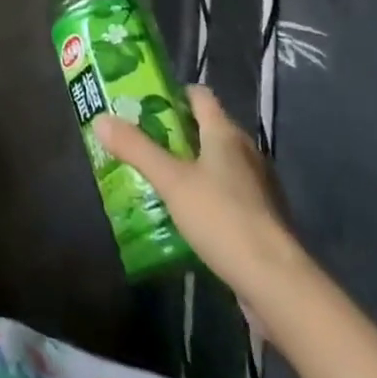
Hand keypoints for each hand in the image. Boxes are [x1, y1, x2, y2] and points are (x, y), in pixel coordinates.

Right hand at [94, 85, 303, 289]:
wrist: (276, 283)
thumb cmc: (222, 217)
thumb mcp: (170, 181)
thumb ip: (136, 149)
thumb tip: (100, 118)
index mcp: (224, 132)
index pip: (199, 96)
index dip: (175, 95)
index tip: (147, 104)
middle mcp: (245, 151)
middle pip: (209, 128)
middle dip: (178, 133)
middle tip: (145, 142)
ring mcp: (258, 186)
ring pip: (220, 163)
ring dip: (194, 167)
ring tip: (161, 179)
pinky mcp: (263, 219)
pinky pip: (230, 194)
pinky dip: (210, 196)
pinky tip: (190, 216)